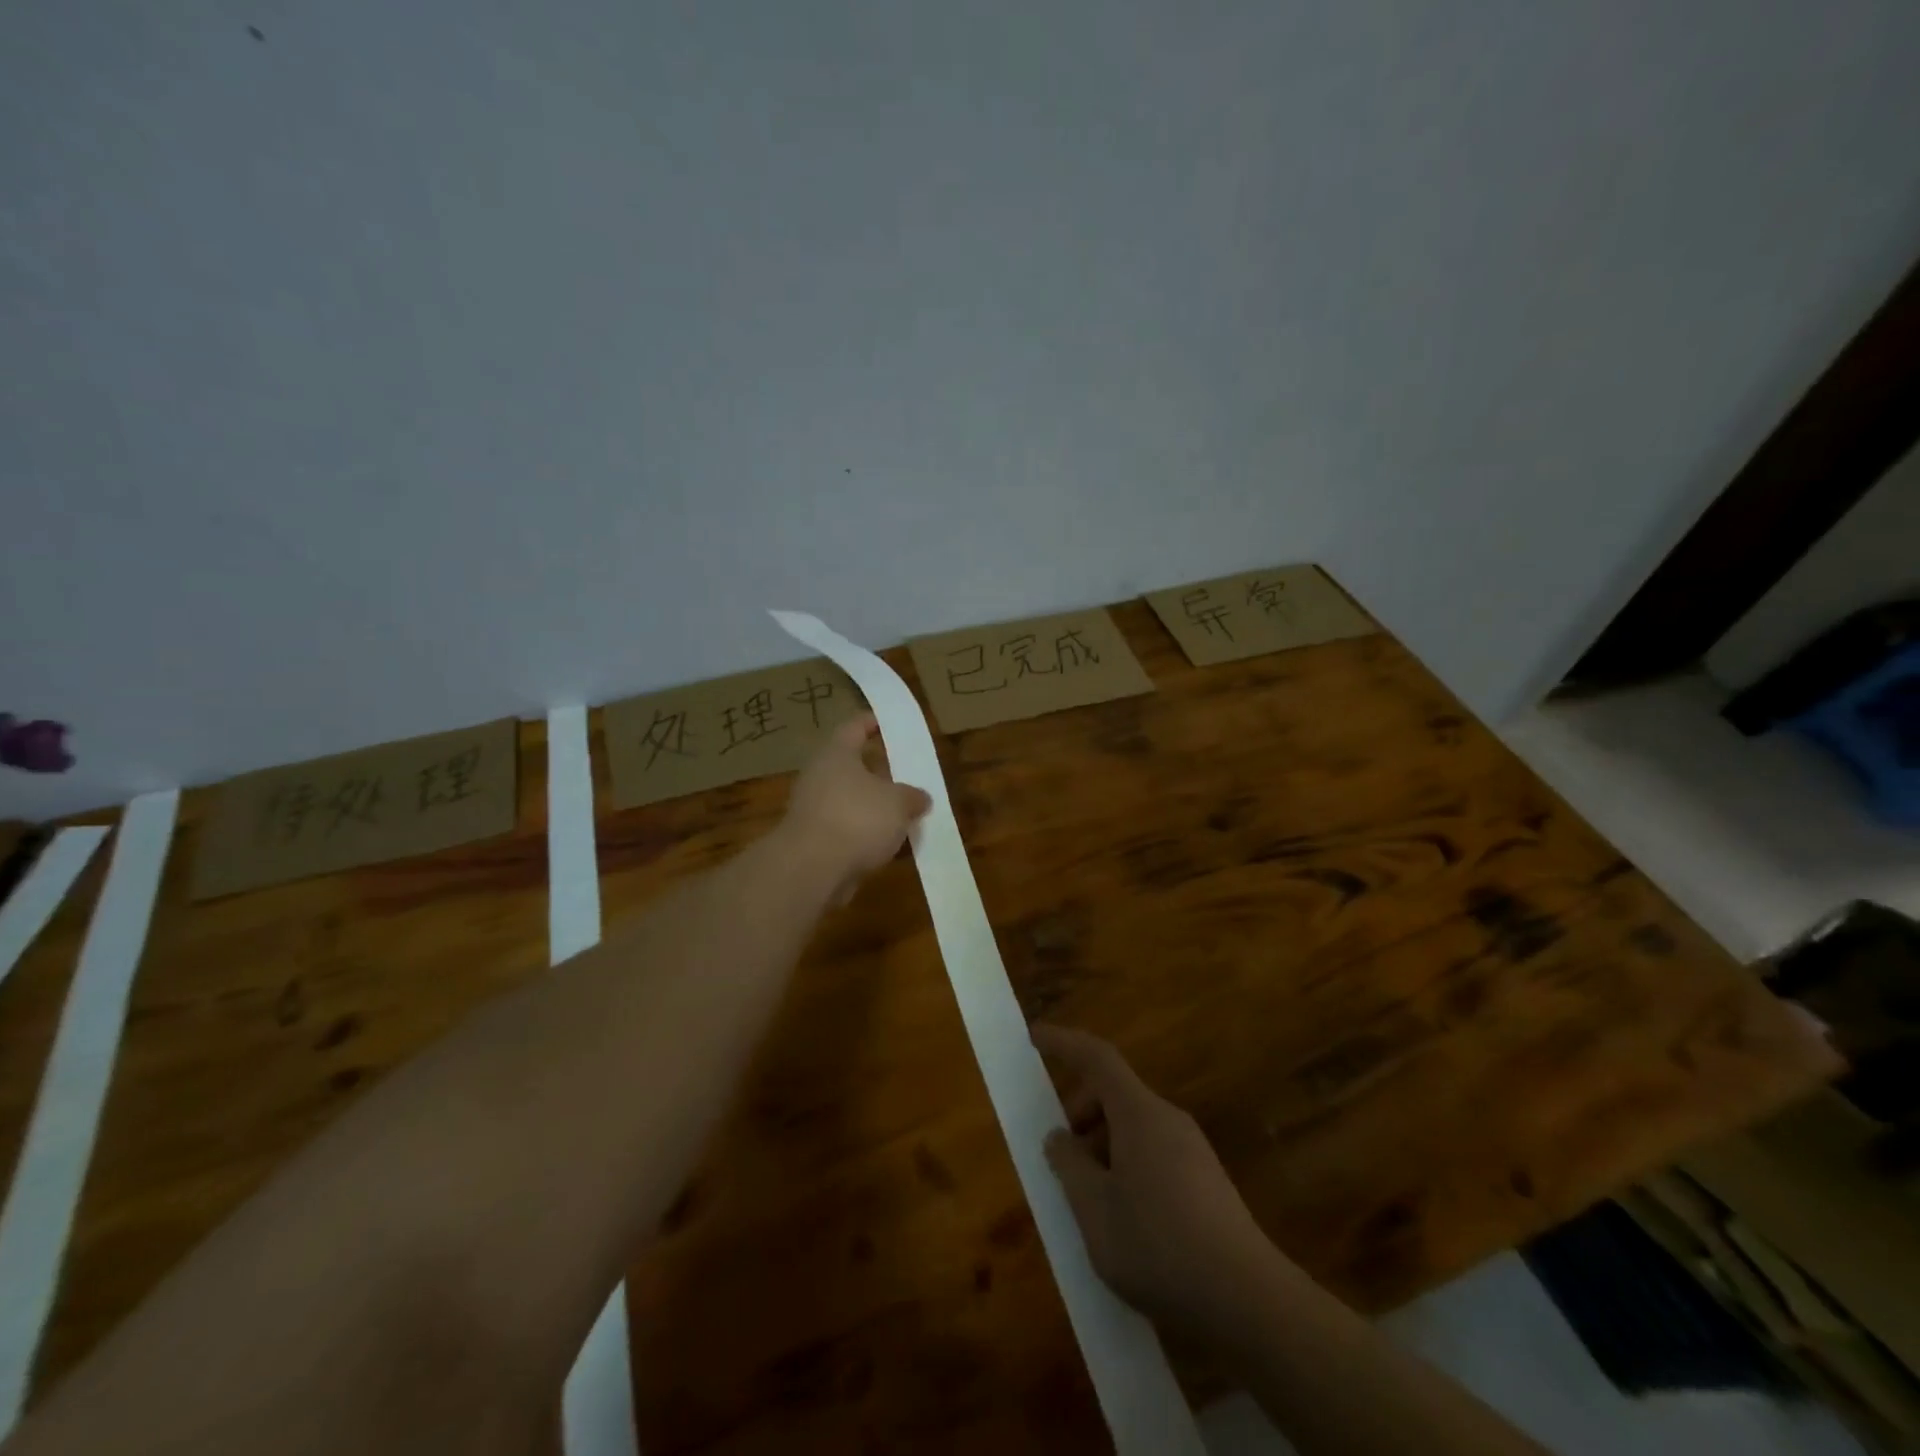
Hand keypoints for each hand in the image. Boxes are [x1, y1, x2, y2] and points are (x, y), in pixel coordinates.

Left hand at [780, 714, 931, 900]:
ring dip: (875, 808)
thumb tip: (920, 798)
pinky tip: (889, 846)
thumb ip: (912, 797)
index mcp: (836, 754)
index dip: (873, 722)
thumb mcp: (898, 803)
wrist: (811, 870)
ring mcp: (814, 810)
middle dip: (880, 773)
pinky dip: (865, 835)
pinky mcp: (814, 841)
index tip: (889, 723)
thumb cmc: (857, 819)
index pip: (855, 727)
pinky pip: (846, 830)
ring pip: (851, 801)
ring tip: (906, 815)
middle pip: (853, 767)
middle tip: (907, 776)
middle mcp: (820, 777)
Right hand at [1035, 1024, 1292, 1338]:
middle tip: (1059, 1154)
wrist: (1250, 1301)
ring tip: (1087, 1196)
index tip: (1034, 1037)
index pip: (1096, 1057)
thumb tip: (1058, 1137)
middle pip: (1115, 1092)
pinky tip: (1122, 1217)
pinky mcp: (1206, 1180)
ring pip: (1134, 1125)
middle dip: (1080, 1111)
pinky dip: (1126, 1164)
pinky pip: (1154, 1151)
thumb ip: (1069, 1166)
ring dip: (1102, 1144)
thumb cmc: (1159, 1246)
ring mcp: (1192, 1149)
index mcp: (1138, 1113)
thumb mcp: (1095, 1211)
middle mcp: (1167, 1118)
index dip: (1063, 1043)